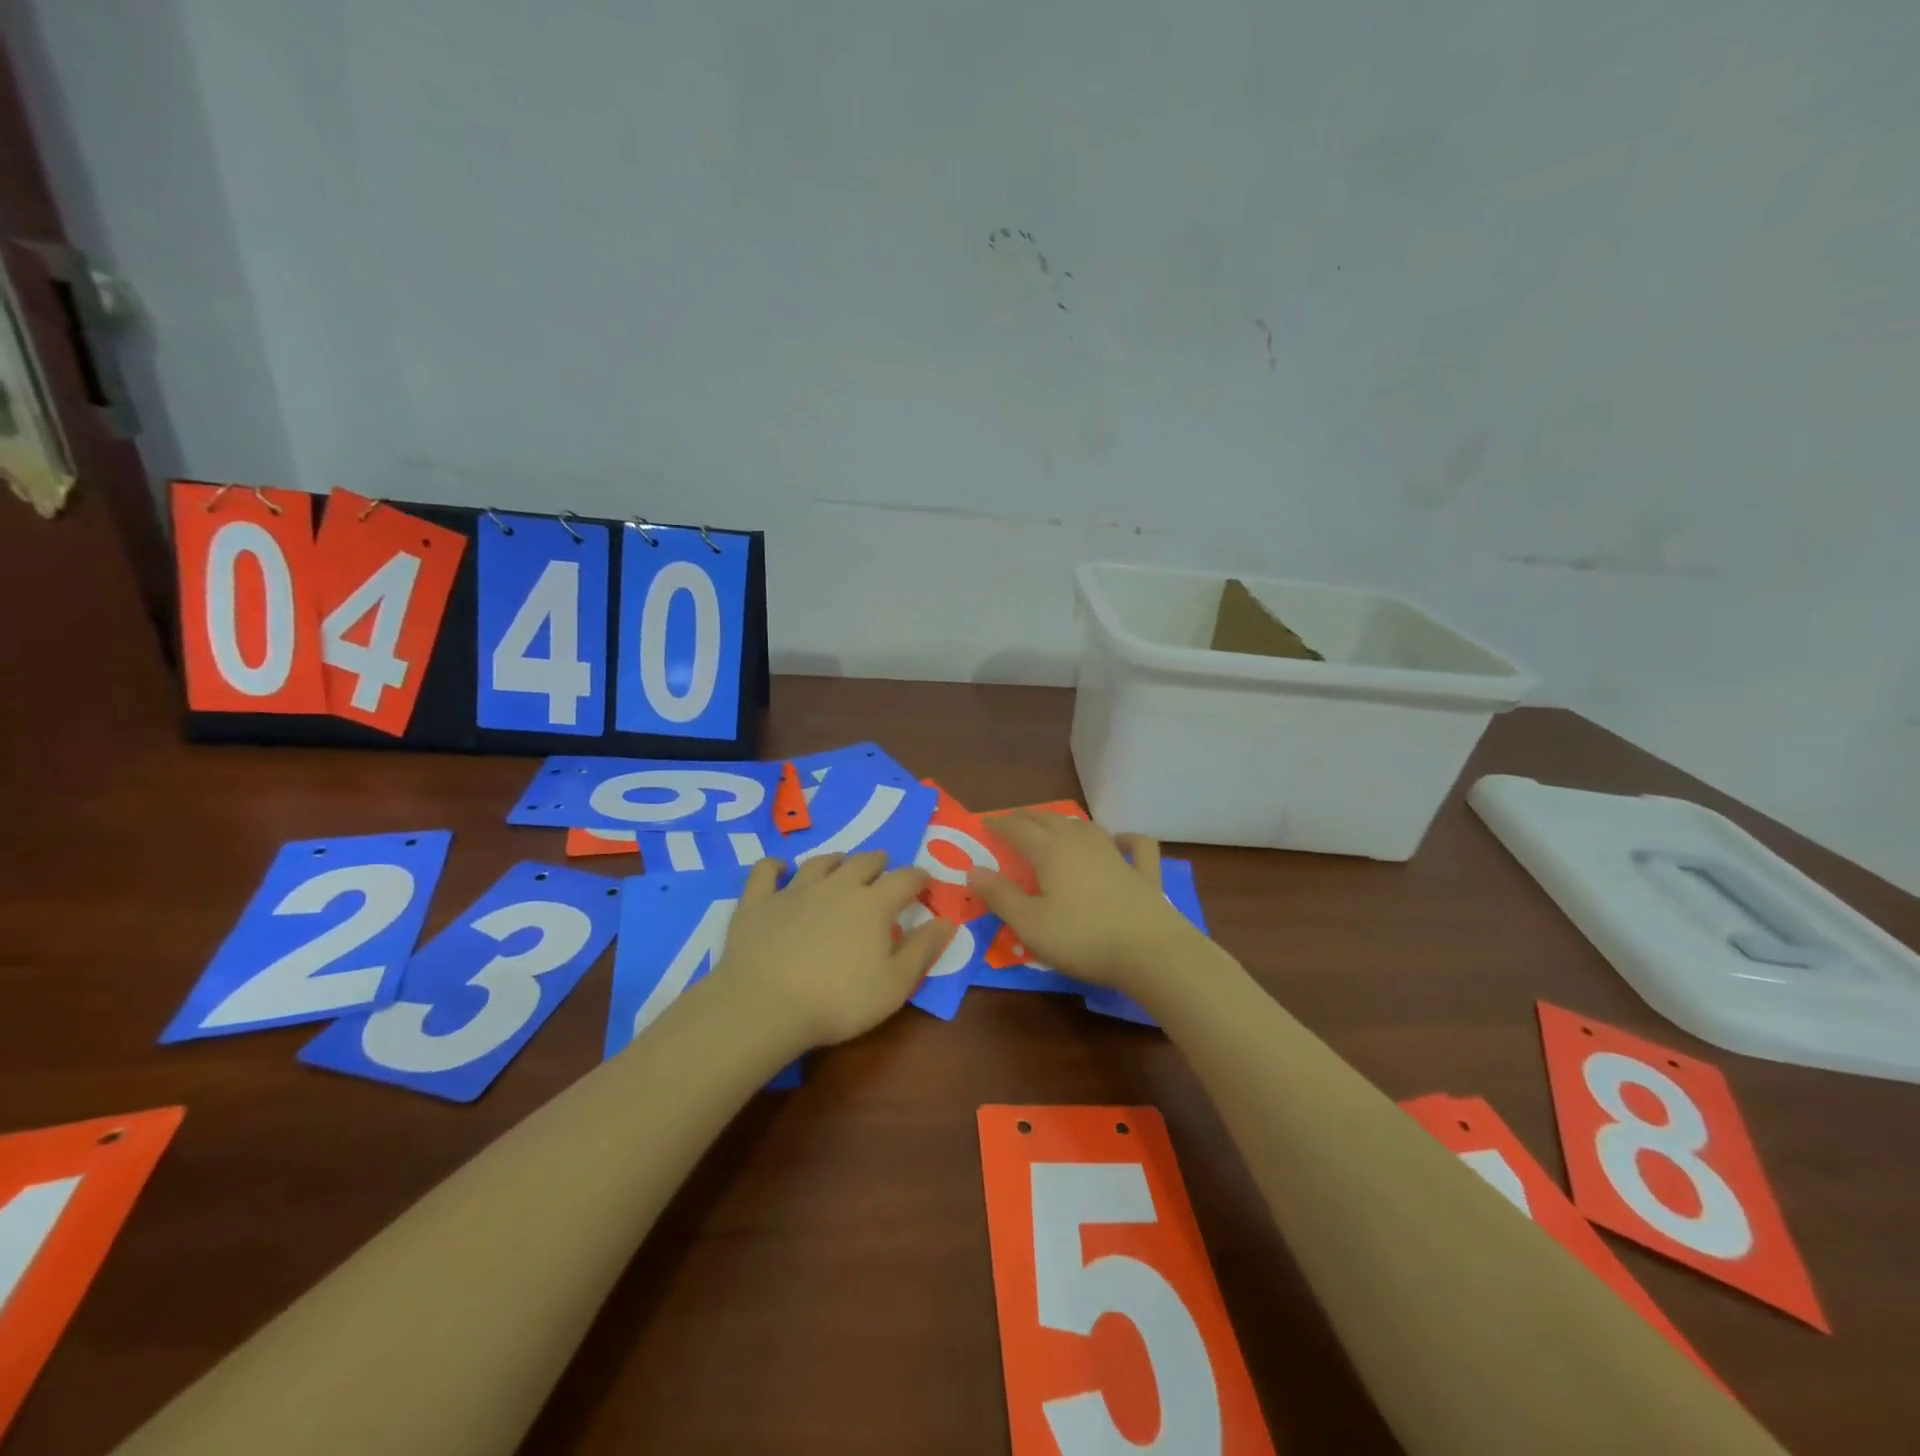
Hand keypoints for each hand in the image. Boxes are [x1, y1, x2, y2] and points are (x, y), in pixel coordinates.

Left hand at [712, 851, 955, 1048]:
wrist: (764, 1006)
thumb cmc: (838, 1001)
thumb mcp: (895, 985)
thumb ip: (923, 950)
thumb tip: (948, 921)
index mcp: (873, 904)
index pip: (905, 879)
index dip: (918, 877)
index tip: (925, 881)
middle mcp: (837, 887)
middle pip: (863, 862)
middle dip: (878, 862)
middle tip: (883, 868)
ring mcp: (794, 891)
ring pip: (819, 863)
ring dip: (835, 861)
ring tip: (840, 864)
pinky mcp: (758, 902)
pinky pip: (766, 871)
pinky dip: (775, 866)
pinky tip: (779, 869)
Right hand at [968, 813, 1206, 997]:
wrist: (1151, 951)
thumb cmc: (1082, 938)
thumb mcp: (1030, 924)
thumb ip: (1000, 896)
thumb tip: (973, 870)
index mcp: (1050, 852)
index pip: (1018, 829)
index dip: (999, 824)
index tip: (984, 823)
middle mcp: (1081, 843)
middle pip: (1050, 820)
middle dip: (1028, 818)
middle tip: (1013, 821)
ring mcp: (1116, 854)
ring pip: (1086, 827)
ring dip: (1066, 823)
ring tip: (1055, 826)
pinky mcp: (1144, 872)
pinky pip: (1136, 845)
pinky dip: (1126, 838)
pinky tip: (1120, 841)